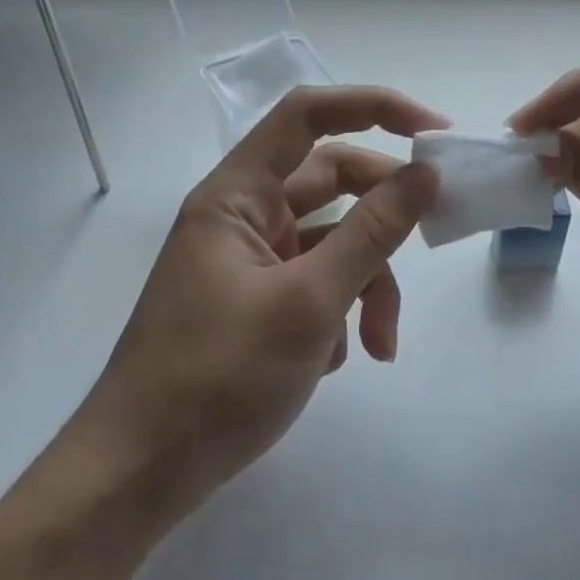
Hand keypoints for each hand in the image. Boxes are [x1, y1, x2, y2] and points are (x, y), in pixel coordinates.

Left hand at [77, 86, 446, 523]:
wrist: (144, 472)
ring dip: (368, 285)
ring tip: (380, 345)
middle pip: (331, 183)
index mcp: (237, 195)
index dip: (373, 107)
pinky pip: (318, 284)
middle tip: (434, 235)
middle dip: (383, 218)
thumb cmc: (218, 377)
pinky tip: (336, 361)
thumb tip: (424, 175)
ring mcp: (251, 261)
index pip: (307, 116)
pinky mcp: (259, 302)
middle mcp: (244, 217)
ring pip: (333, 242)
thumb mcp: (308, 303)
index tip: (435, 135)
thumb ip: (371, 234)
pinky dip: (341, 314)